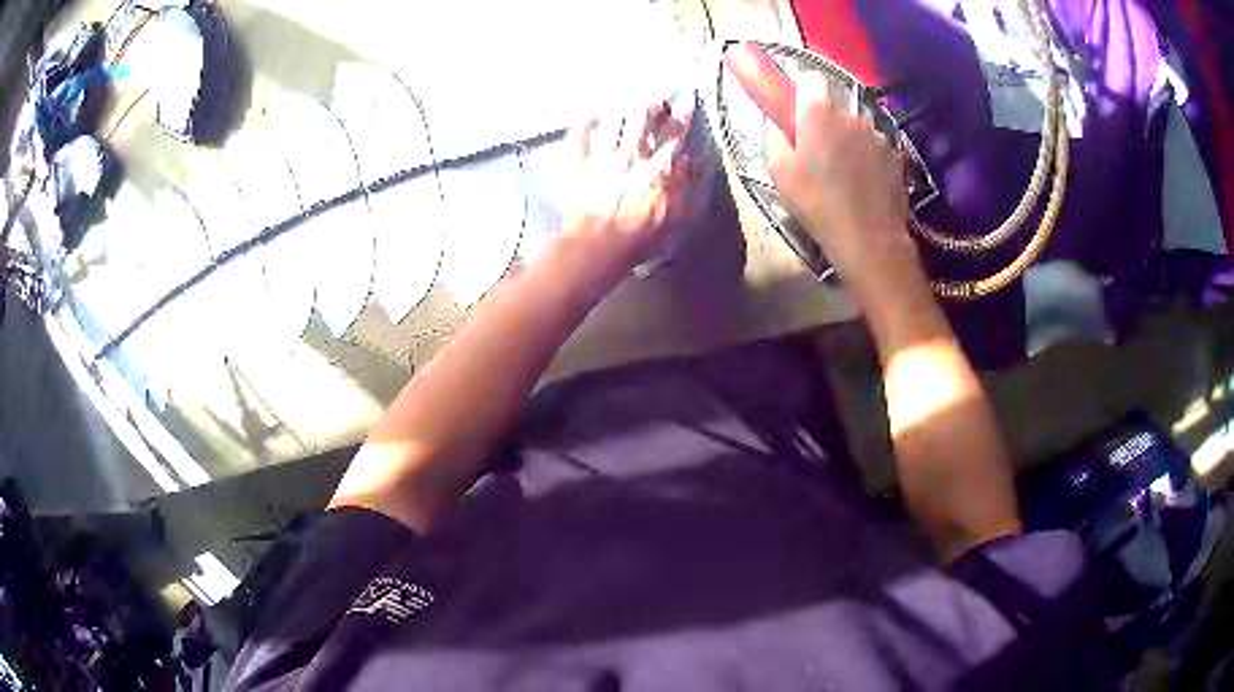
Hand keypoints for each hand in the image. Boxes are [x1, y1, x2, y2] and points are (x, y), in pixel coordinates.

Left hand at [560, 102, 695, 284]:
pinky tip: (590, 115)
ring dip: (621, 109)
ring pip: (612, 120)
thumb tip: (692, 160)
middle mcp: (631, 155)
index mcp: (658, 167)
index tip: (687, 97)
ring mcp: (602, 158)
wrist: (598, 246)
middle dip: (651, 105)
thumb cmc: (641, 237)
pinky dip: (585, 123)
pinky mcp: (579, 165)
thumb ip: (686, 186)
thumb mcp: (675, 217)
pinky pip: (579, 136)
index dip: (683, 112)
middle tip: (656, 103)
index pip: (674, 132)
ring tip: (625, 105)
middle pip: (642, 117)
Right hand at [767, 74, 922, 305]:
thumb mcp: (779, 171)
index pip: (810, 79)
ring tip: (843, 170)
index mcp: (819, 112)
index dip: (802, 91)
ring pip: (857, 126)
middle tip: (817, 148)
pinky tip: (863, 182)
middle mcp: (851, 115)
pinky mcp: (896, 156)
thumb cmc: (817, 203)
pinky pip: (875, 146)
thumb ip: (778, 138)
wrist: (869, 238)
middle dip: (825, 119)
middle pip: (835, 105)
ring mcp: (878, 134)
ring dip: (849, 138)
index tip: (796, 109)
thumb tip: (784, 128)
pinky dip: (868, 157)